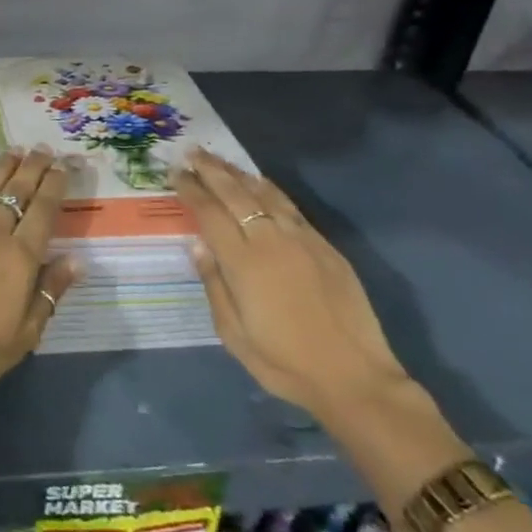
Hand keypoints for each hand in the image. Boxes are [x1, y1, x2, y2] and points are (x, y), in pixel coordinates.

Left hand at [0, 147, 79, 403]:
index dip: (55, 184)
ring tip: (16, 150)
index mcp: (20, 257)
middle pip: (17, 190)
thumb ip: (51, 291)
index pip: (44, 209)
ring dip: (4, 166)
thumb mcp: (26, 333)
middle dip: (33, 166)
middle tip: (44, 148)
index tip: (64, 166)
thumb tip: (77, 260)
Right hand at [173, 148, 409, 420]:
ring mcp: (301, 239)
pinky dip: (269, 189)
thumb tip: (198, 246)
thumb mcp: (233, 334)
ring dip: (238, 173)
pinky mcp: (325, 246)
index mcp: (243, 262)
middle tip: (192, 152)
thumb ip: (214, 285)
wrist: (354, 379)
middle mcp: (270, 240)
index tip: (176, 172)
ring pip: (264, 193)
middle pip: (235, 193)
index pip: (209, 213)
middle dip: (211, 170)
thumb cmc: (284, 363)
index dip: (191, 190)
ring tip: (220, 160)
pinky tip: (260, 183)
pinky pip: (290, 206)